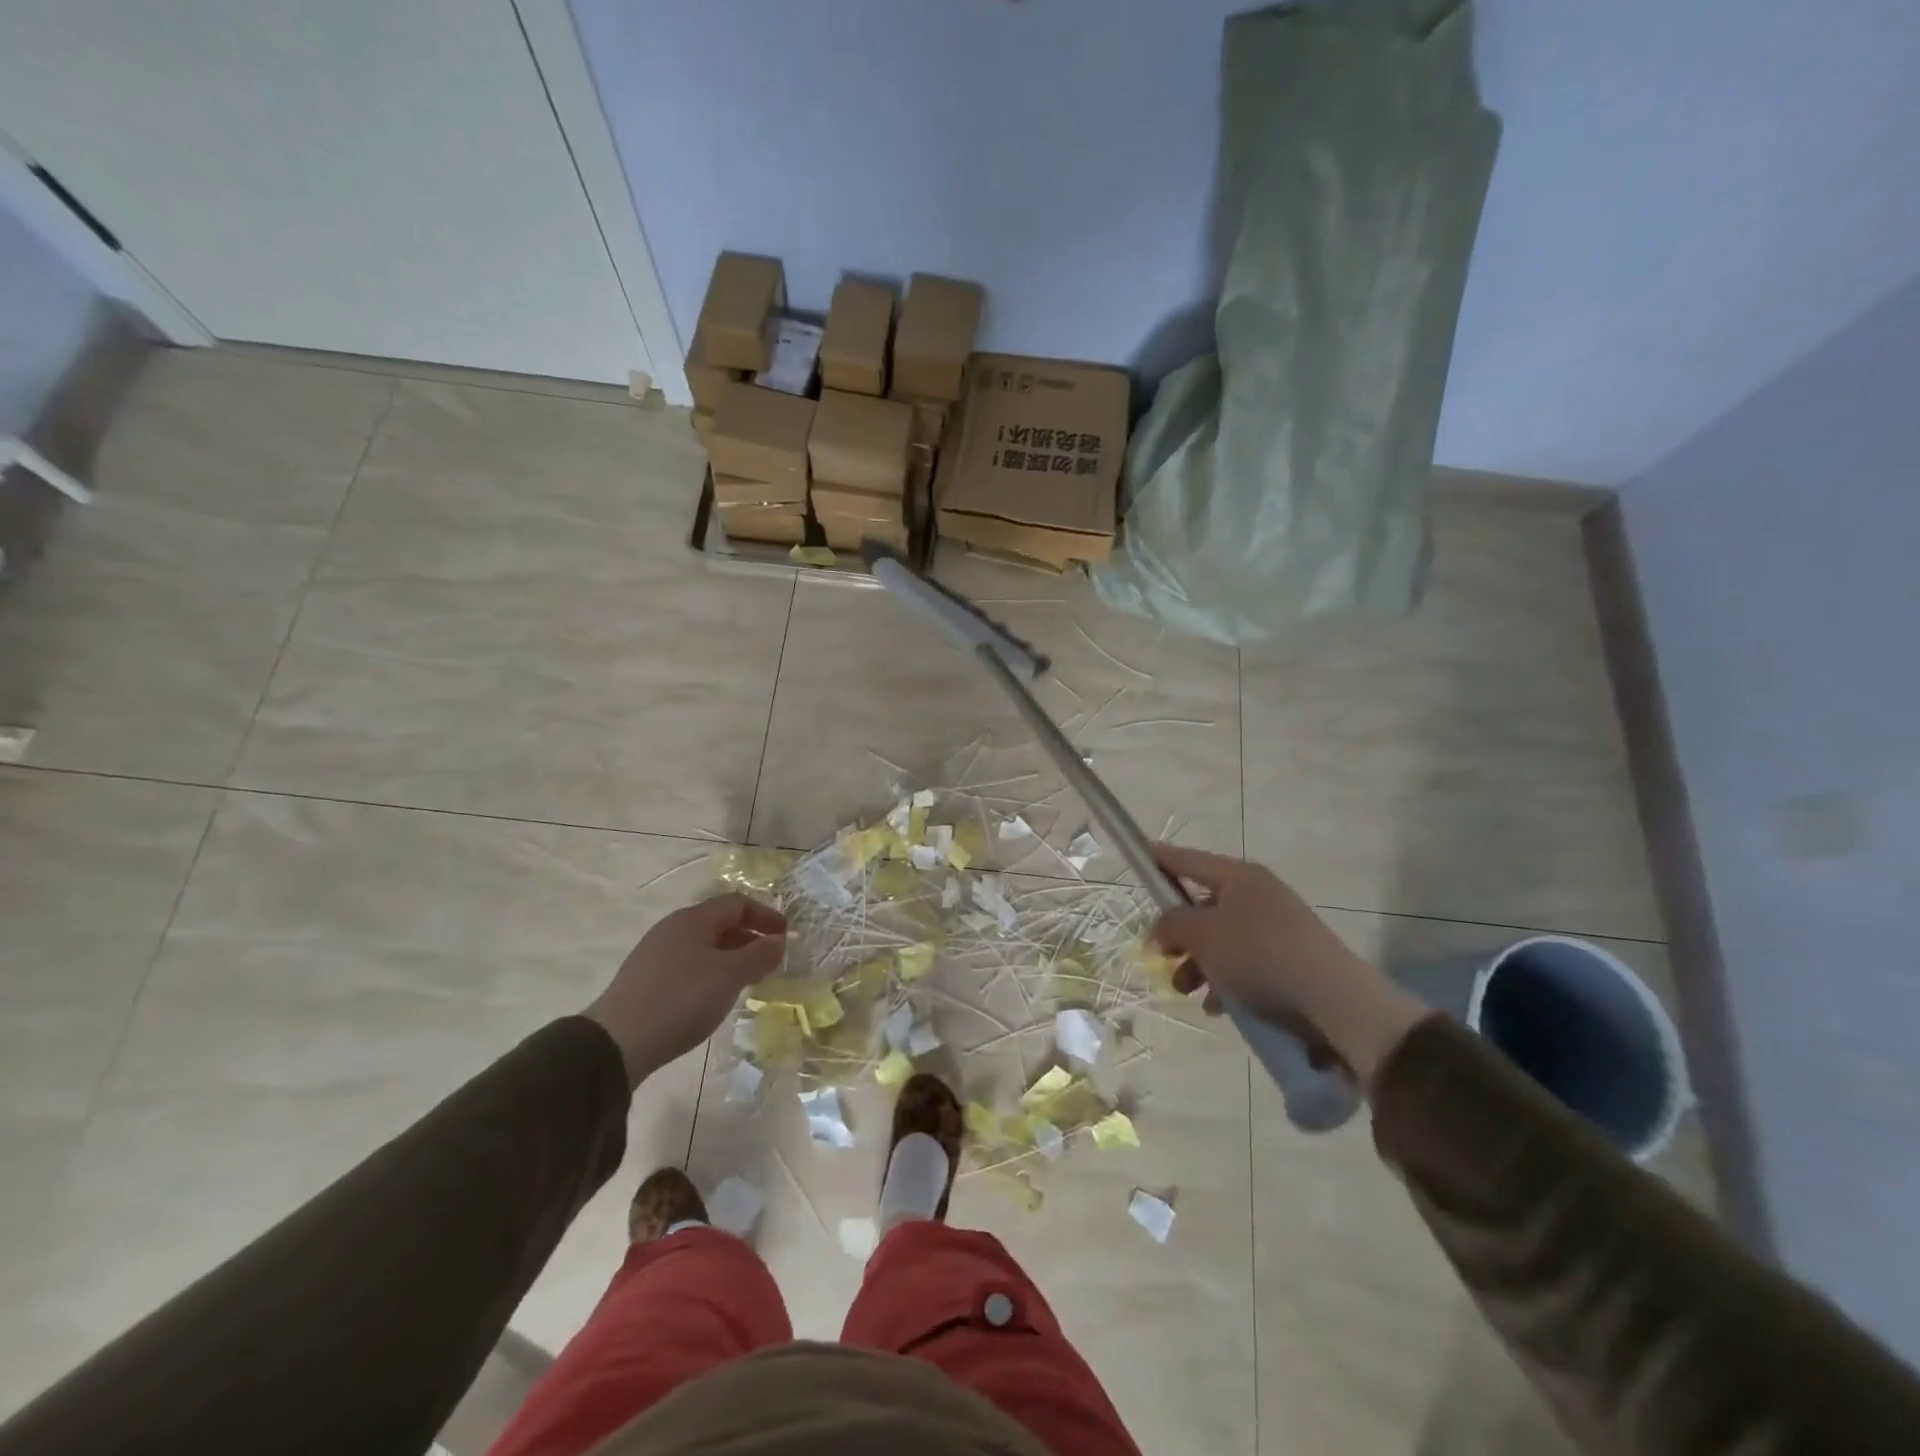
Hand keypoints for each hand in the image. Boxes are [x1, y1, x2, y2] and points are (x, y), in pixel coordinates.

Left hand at [585, 893, 787, 1084]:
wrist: (616, 1043)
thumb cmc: (681, 999)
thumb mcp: (729, 976)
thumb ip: (759, 955)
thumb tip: (779, 941)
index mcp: (693, 920)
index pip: (736, 903)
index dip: (765, 915)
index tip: (785, 935)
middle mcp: (672, 929)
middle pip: (719, 923)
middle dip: (749, 937)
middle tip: (770, 960)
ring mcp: (656, 954)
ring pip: (704, 946)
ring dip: (731, 957)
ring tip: (748, 980)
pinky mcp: (646, 980)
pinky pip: (689, 965)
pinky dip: (711, 972)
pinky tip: (715, 996)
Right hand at [1151, 844, 1426, 1082]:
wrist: (1335, 1001)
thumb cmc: (1259, 956)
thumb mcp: (1203, 936)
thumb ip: (1173, 924)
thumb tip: (1162, 926)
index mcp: (1239, 877)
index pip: (1188, 859)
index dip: (1160, 859)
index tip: (1137, 856)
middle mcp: (1258, 894)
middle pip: (1203, 905)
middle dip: (1178, 934)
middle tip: (1161, 955)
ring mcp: (1277, 927)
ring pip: (1222, 939)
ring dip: (1199, 964)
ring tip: (1187, 990)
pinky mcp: (1290, 959)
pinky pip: (1245, 963)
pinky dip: (1226, 981)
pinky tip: (1218, 1007)